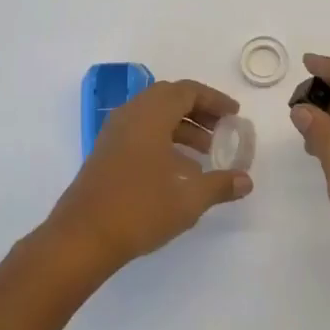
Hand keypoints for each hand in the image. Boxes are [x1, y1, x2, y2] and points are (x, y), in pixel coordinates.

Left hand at [46, 79, 253, 273]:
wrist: (82, 238)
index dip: (214, 100)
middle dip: (198, 111)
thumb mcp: (189, 199)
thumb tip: (246, 181)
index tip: (234, 115)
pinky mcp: (106, 153)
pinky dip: (163, 140)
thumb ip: (220, 185)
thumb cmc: (139, 209)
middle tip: (221, 129)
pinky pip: (140, 132)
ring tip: (205, 153)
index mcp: (150, 115)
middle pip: (169, 98)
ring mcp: (114, 134)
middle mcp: (130, 116)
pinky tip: (178, 170)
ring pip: (153, 116)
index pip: (187, 91)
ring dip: (181, 127)